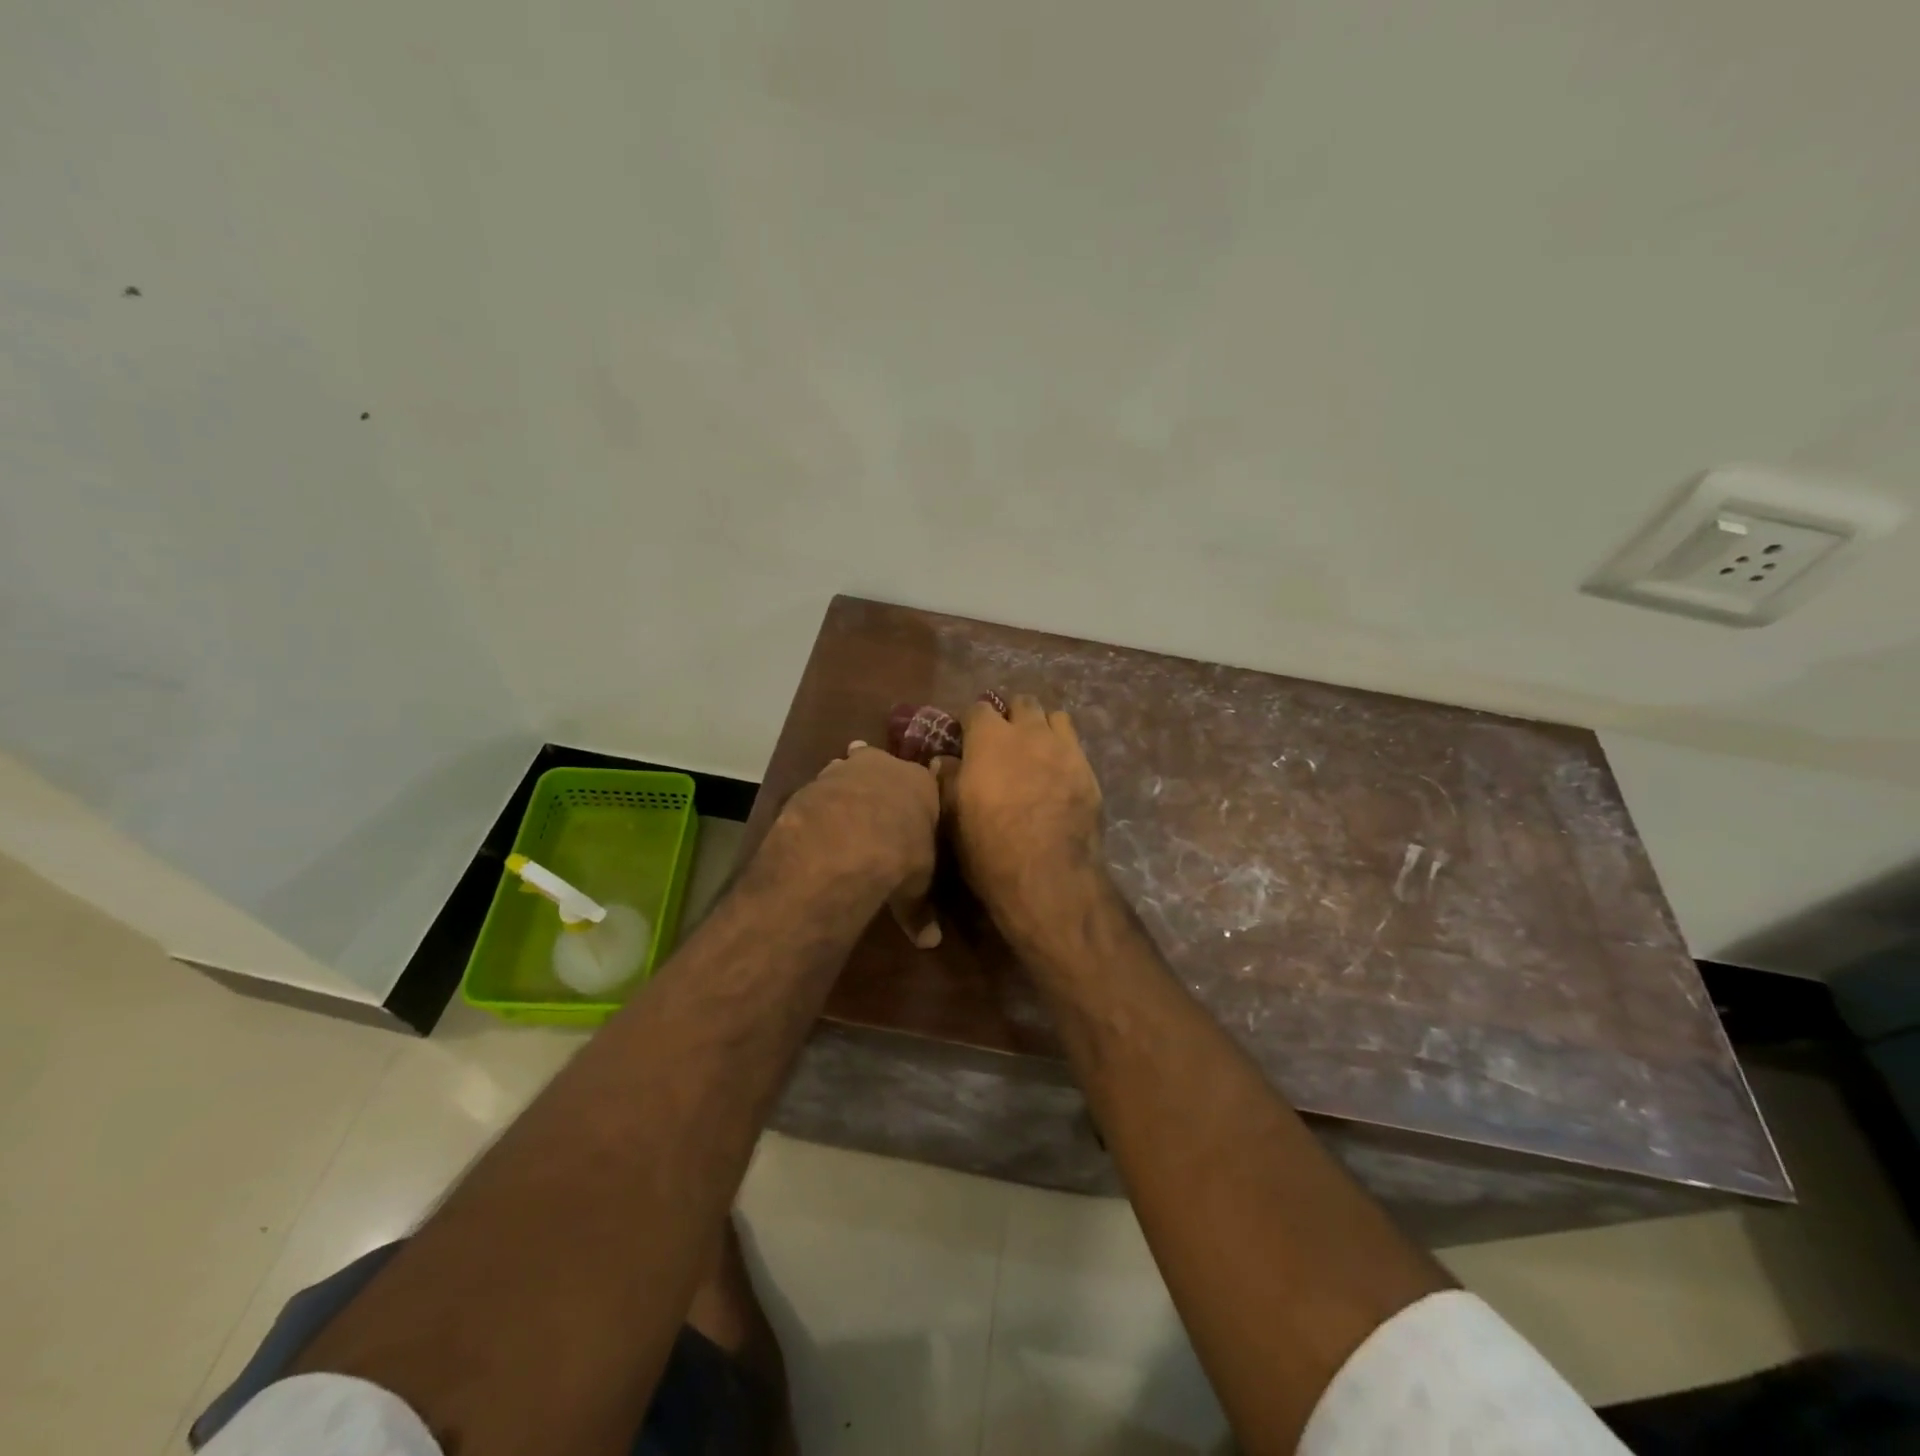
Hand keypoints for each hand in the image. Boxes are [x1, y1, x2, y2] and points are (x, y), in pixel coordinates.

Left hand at [765, 741, 943, 947]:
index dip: (914, 798)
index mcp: (921, 784)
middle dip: (875, 780)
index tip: (909, 810)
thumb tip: (930, 942)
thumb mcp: (917, 887)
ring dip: (843, 789)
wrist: (847, 843)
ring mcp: (844, 771)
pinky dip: (817, 806)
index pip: (924, 782)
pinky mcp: (811, 783)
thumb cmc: (900, 855)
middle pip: (880, 765)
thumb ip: (921, 909)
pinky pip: (817, 791)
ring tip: (840, 815)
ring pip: (845, 771)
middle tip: (872, 803)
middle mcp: (884, 766)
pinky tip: (813, 827)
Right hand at [939, 695, 1109, 954]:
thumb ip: (948, 779)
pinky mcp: (1088, 769)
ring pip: (1054, 717)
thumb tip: (943, 761)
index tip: (968, 737)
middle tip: (1005, 740)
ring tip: (1036, 749)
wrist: (1047, 872)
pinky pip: (1076, 744)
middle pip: (1022, 704)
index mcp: (989, 738)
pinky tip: (1059, 771)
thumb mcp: (953, 814)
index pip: (978, 708)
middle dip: (1012, 716)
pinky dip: (1064, 749)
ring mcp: (1063, 747)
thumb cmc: (988, 844)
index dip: (972, 721)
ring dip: (1042, 726)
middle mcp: (1028, 731)